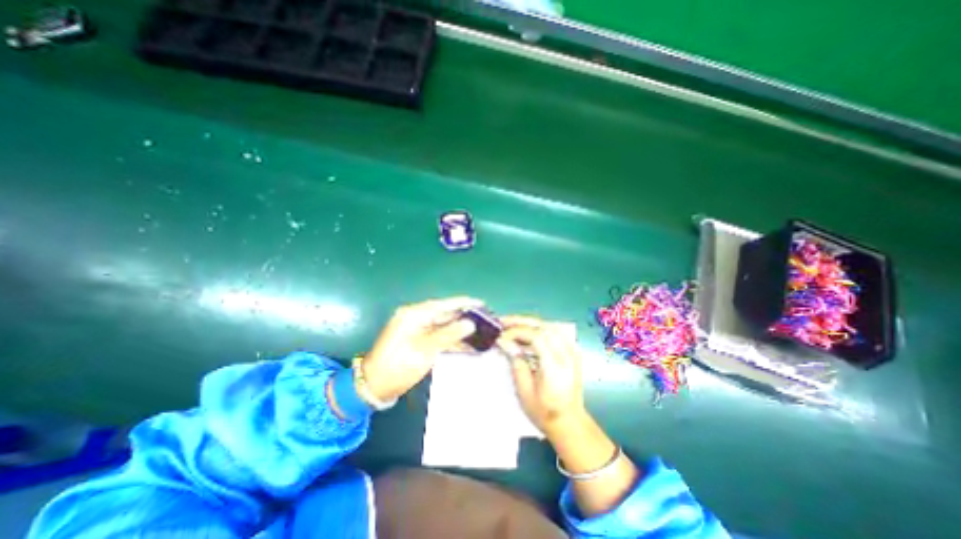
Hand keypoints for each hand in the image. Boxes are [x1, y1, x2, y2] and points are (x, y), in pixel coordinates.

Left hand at [361, 298, 480, 400]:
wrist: (375, 386)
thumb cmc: (399, 365)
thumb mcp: (425, 349)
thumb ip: (449, 334)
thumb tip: (470, 323)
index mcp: (415, 314)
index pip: (444, 304)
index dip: (463, 303)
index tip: (481, 303)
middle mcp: (417, 317)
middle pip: (445, 313)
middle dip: (464, 316)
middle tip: (485, 318)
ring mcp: (417, 329)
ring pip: (444, 325)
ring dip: (460, 328)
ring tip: (480, 330)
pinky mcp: (419, 340)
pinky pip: (439, 335)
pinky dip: (452, 339)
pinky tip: (467, 343)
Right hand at [500, 315, 590, 433]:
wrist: (570, 422)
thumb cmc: (545, 412)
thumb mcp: (525, 391)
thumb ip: (516, 363)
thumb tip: (504, 342)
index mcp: (555, 366)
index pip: (536, 337)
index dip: (517, 332)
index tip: (501, 336)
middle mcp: (567, 354)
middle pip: (543, 326)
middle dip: (521, 321)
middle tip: (502, 322)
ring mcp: (572, 351)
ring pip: (549, 325)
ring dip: (529, 323)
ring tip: (511, 325)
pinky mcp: (572, 350)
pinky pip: (554, 331)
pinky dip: (538, 328)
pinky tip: (526, 331)